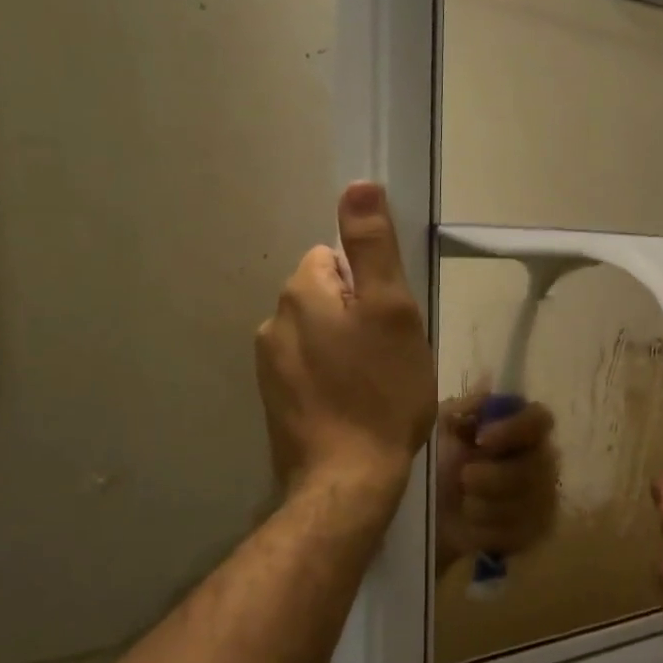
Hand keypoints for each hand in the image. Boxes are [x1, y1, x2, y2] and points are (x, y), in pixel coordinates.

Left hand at [256, 183, 437, 497]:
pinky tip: (353, 405)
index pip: (337, 258)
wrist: (347, 478)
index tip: (392, 322)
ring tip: (374, 384)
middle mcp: (274, 321)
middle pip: (327, 296)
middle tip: (390, 355)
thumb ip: (373, 246)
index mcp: (302, 292)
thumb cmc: (381, 390)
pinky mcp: (274, 401)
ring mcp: (269, 365)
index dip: (372, 286)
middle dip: (358, 316)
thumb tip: (358, 184)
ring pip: (319, 335)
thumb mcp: (392, 310)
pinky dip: (331, 378)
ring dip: (345, 347)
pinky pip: (309, 369)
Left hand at [434, 394, 559, 574]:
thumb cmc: (433, 463)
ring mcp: (540, 497)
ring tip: (463, 505)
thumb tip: (488, 380)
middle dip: (496, 477)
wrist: (419, 516)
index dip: (514, 429)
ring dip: (489, 505)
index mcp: (518, 429)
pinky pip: (524, 531)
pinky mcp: (533, 532)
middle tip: (464, 479)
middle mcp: (538, 459)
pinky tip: (472, 528)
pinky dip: (492, 531)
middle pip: (538, 465)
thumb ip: (466, 407)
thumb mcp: (440, 428)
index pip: (540, 419)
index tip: (481, 439)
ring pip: (531, 502)